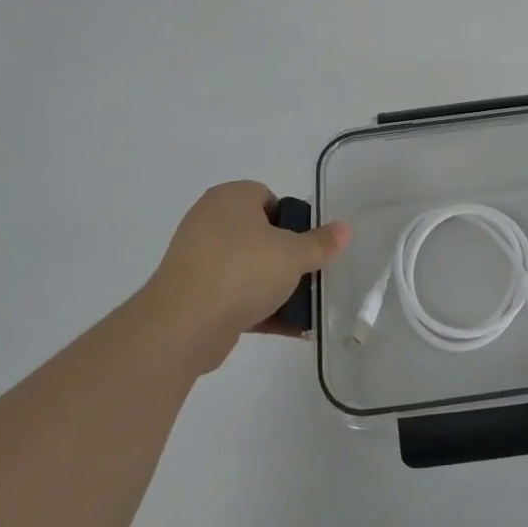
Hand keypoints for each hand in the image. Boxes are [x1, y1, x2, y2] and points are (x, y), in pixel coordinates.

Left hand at [143, 181, 349, 371]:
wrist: (183, 324)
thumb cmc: (242, 271)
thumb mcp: (293, 255)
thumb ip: (320, 243)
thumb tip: (344, 229)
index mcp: (230, 198)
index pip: (268, 198)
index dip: (292, 220)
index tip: (308, 246)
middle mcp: (210, 221)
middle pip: (260, 235)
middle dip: (286, 258)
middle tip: (308, 275)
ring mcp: (198, 259)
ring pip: (248, 268)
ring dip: (275, 287)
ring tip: (304, 308)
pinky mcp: (194, 294)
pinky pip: (235, 295)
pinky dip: (259, 308)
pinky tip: (288, 328)